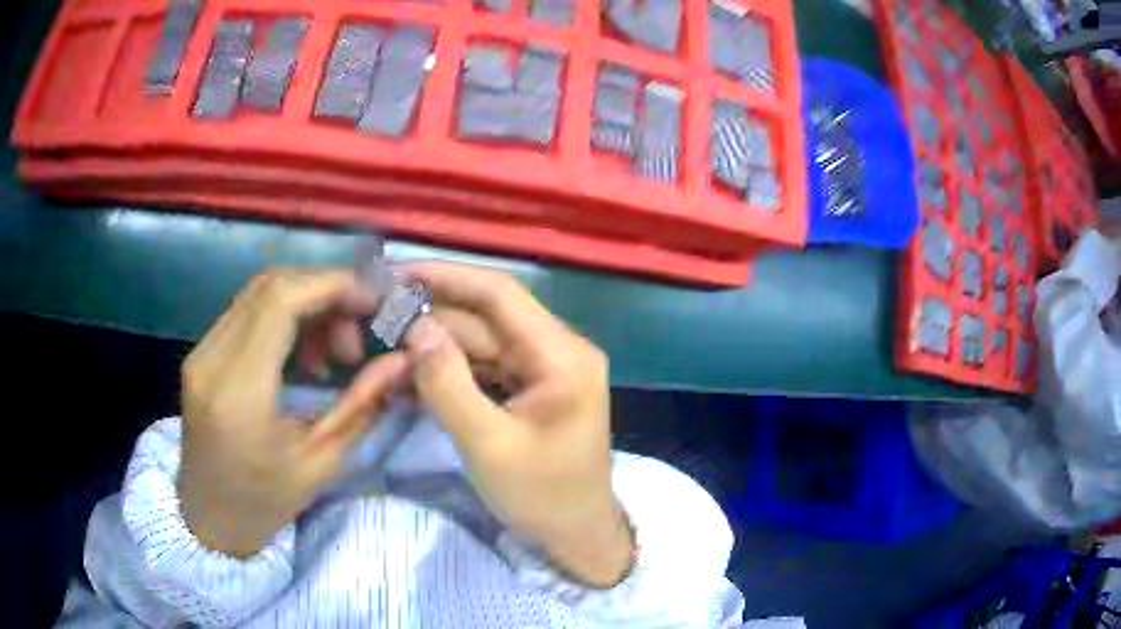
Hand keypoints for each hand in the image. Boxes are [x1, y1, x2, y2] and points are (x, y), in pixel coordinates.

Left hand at [178, 269, 409, 557]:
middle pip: (271, 286)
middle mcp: (212, 360)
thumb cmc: (266, 503)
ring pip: (259, 293)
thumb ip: (363, 405)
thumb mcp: (323, 463)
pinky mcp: (201, 353)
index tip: (375, 302)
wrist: (210, 519)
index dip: (333, 285)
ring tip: (336, 348)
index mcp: (240, 392)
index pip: (281, 301)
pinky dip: (285, 315)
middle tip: (361, 330)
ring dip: (307, 303)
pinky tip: (305, 351)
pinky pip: (247, 311)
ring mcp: (201, 352)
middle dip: (326, 292)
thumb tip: (404, 359)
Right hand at [403, 263, 634, 586]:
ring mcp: (546, 369)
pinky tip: (415, 368)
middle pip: (488, 317)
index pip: (500, 294)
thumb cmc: (542, 497)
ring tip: (387, 337)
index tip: (397, 274)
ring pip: (483, 341)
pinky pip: (487, 366)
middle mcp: (559, 350)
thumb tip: (416, 327)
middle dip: (434, 313)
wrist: (577, 535)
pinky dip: (451, 367)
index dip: (446, 278)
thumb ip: (448, 384)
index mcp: (562, 355)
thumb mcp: (489, 445)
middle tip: (379, 312)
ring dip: (437, 341)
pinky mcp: (532, 388)